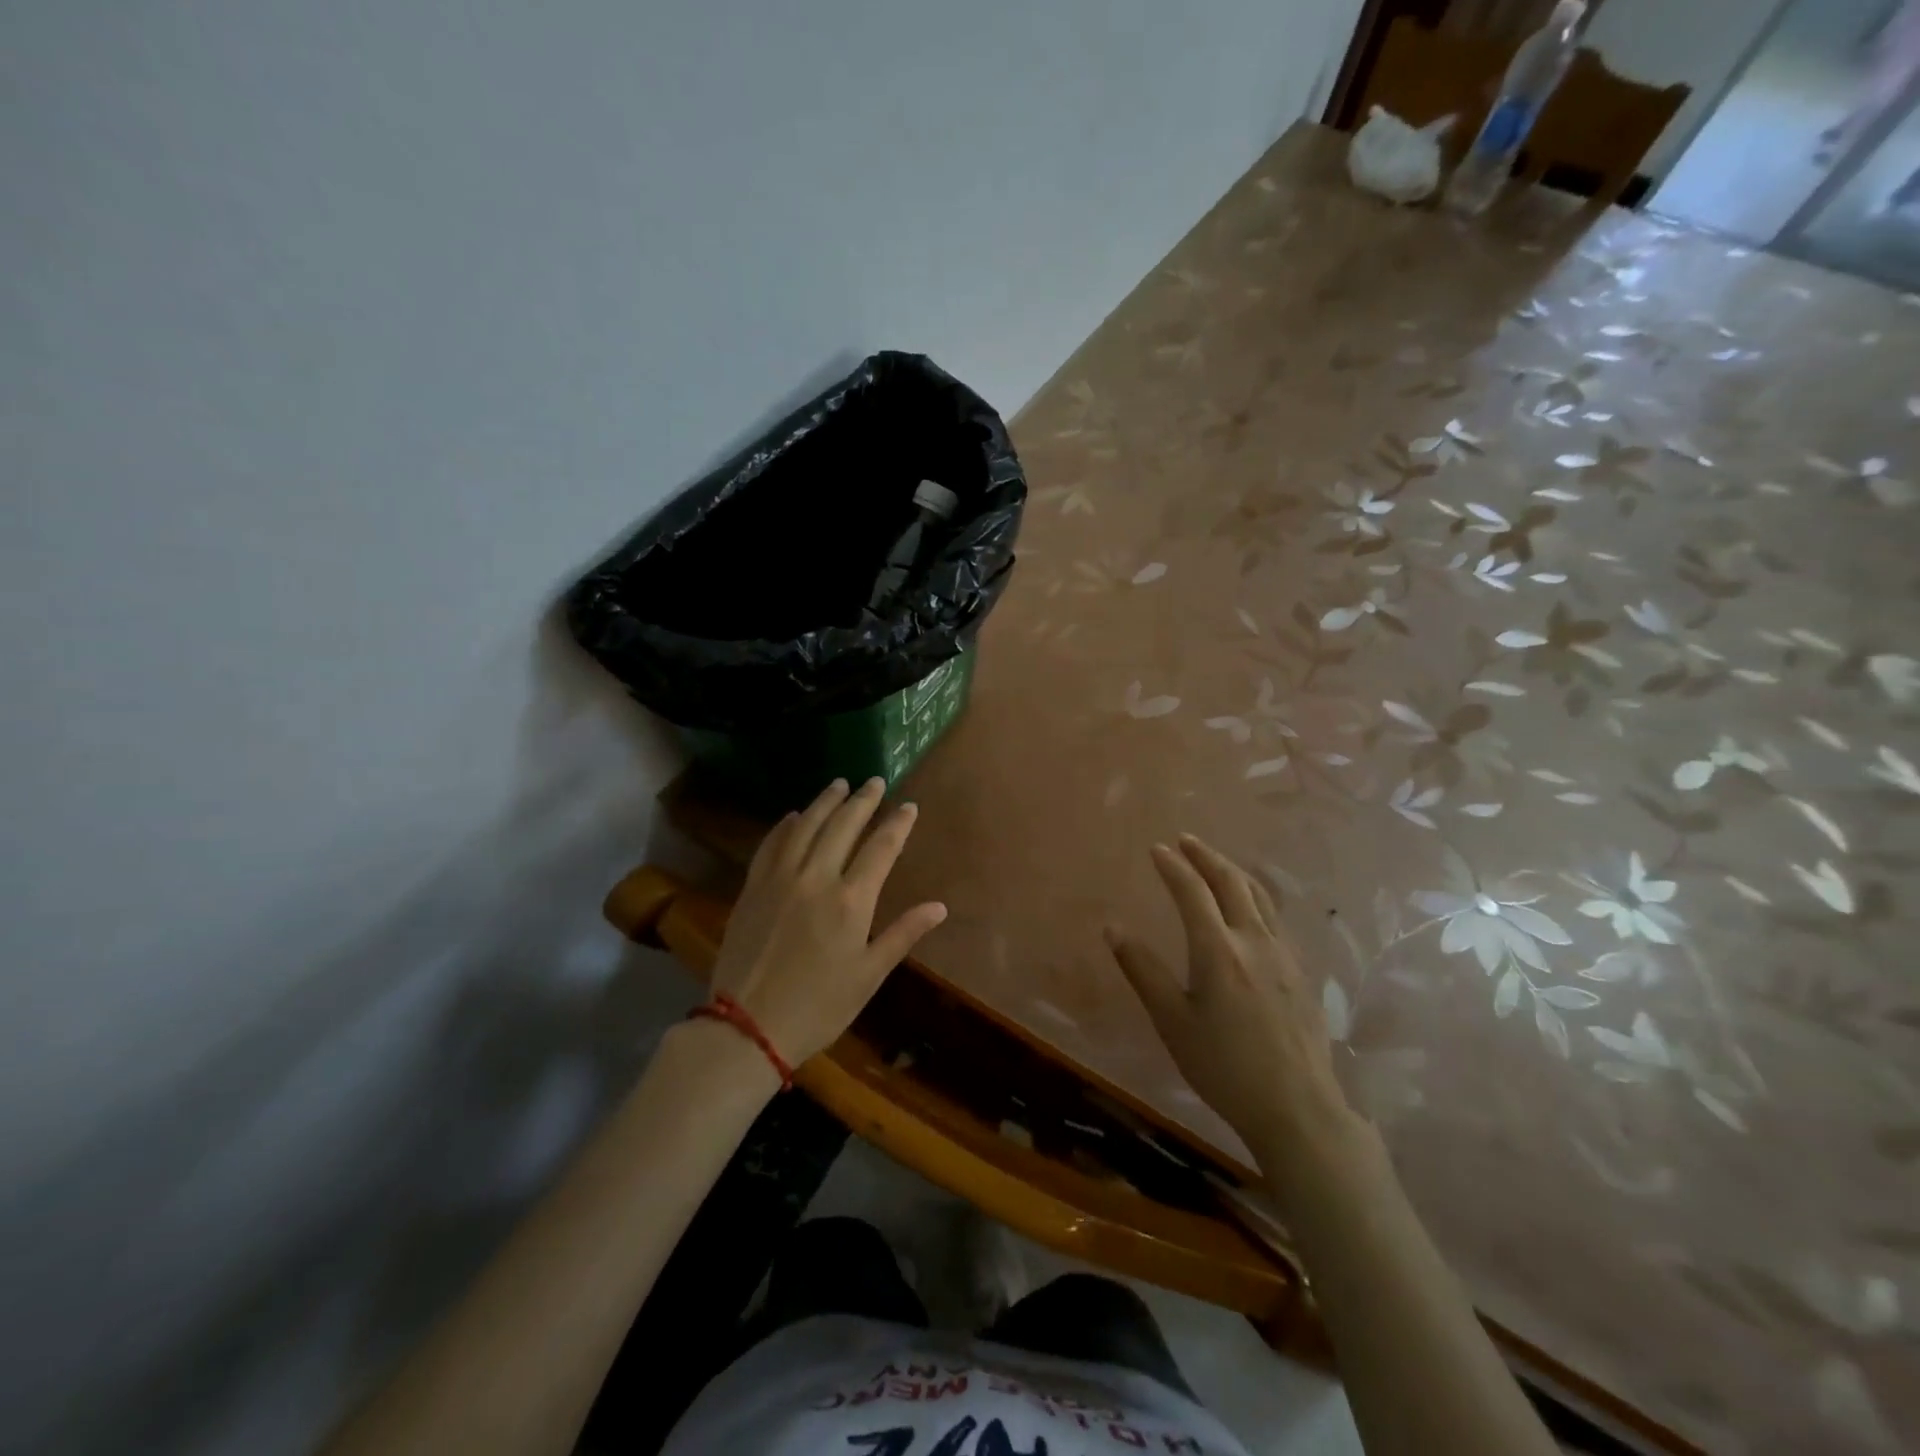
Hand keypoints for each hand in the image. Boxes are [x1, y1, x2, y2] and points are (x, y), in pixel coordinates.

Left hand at [711, 777, 946, 1068]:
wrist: (747, 1027)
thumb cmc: (819, 1006)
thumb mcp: (869, 975)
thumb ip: (903, 934)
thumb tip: (939, 907)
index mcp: (851, 900)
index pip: (881, 848)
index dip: (897, 824)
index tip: (908, 806)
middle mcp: (816, 878)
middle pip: (843, 826)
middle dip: (863, 800)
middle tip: (875, 781)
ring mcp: (780, 879)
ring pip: (805, 826)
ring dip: (825, 802)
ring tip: (839, 784)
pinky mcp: (752, 888)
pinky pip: (770, 845)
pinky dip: (784, 826)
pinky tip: (792, 816)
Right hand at [1104, 835, 1357, 1172]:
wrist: (1298, 1108)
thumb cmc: (1225, 1067)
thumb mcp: (1173, 1022)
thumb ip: (1143, 971)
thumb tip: (1112, 928)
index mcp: (1219, 950)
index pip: (1193, 891)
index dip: (1173, 866)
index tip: (1156, 849)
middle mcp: (1255, 941)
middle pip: (1232, 882)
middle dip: (1206, 856)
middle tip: (1186, 840)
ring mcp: (1284, 954)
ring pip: (1260, 896)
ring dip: (1233, 871)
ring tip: (1216, 862)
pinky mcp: (1301, 971)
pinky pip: (1275, 917)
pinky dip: (1255, 896)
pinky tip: (1250, 908)